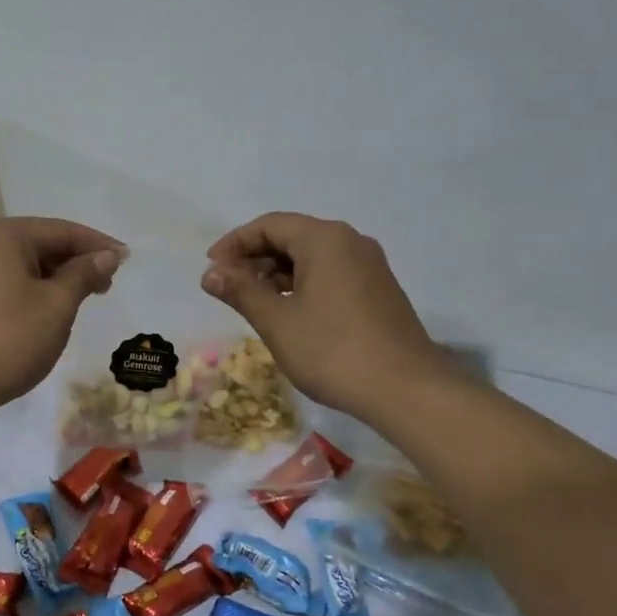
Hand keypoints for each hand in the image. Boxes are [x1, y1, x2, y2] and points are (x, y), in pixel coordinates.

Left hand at [0, 217, 125, 421]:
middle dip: (74, 262)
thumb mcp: (56, 307)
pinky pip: (2, 283)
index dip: (98, 245)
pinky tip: (44, 311)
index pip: (62, 231)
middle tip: (107, 284)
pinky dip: (28, 291)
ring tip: (80, 299)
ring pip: (19, 265)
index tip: (126, 259)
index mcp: (3, 235)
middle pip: (38, 244)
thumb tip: (104, 256)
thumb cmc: (7, 340)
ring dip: (53, 278)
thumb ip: (82, 275)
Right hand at [200, 212, 451, 416]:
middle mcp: (350, 242)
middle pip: (292, 237)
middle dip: (254, 258)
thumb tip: (210, 273)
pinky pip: (330, 274)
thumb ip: (240, 291)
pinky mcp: (378, 291)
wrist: (405, 390)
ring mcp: (369, 267)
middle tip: (227, 287)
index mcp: (324, 239)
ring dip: (277, 274)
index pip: (269, 225)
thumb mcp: (276, 321)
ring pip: (312, 257)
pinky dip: (302, 285)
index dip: (234, 243)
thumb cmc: (332, 350)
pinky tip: (288, 312)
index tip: (210, 268)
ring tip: (252, 302)